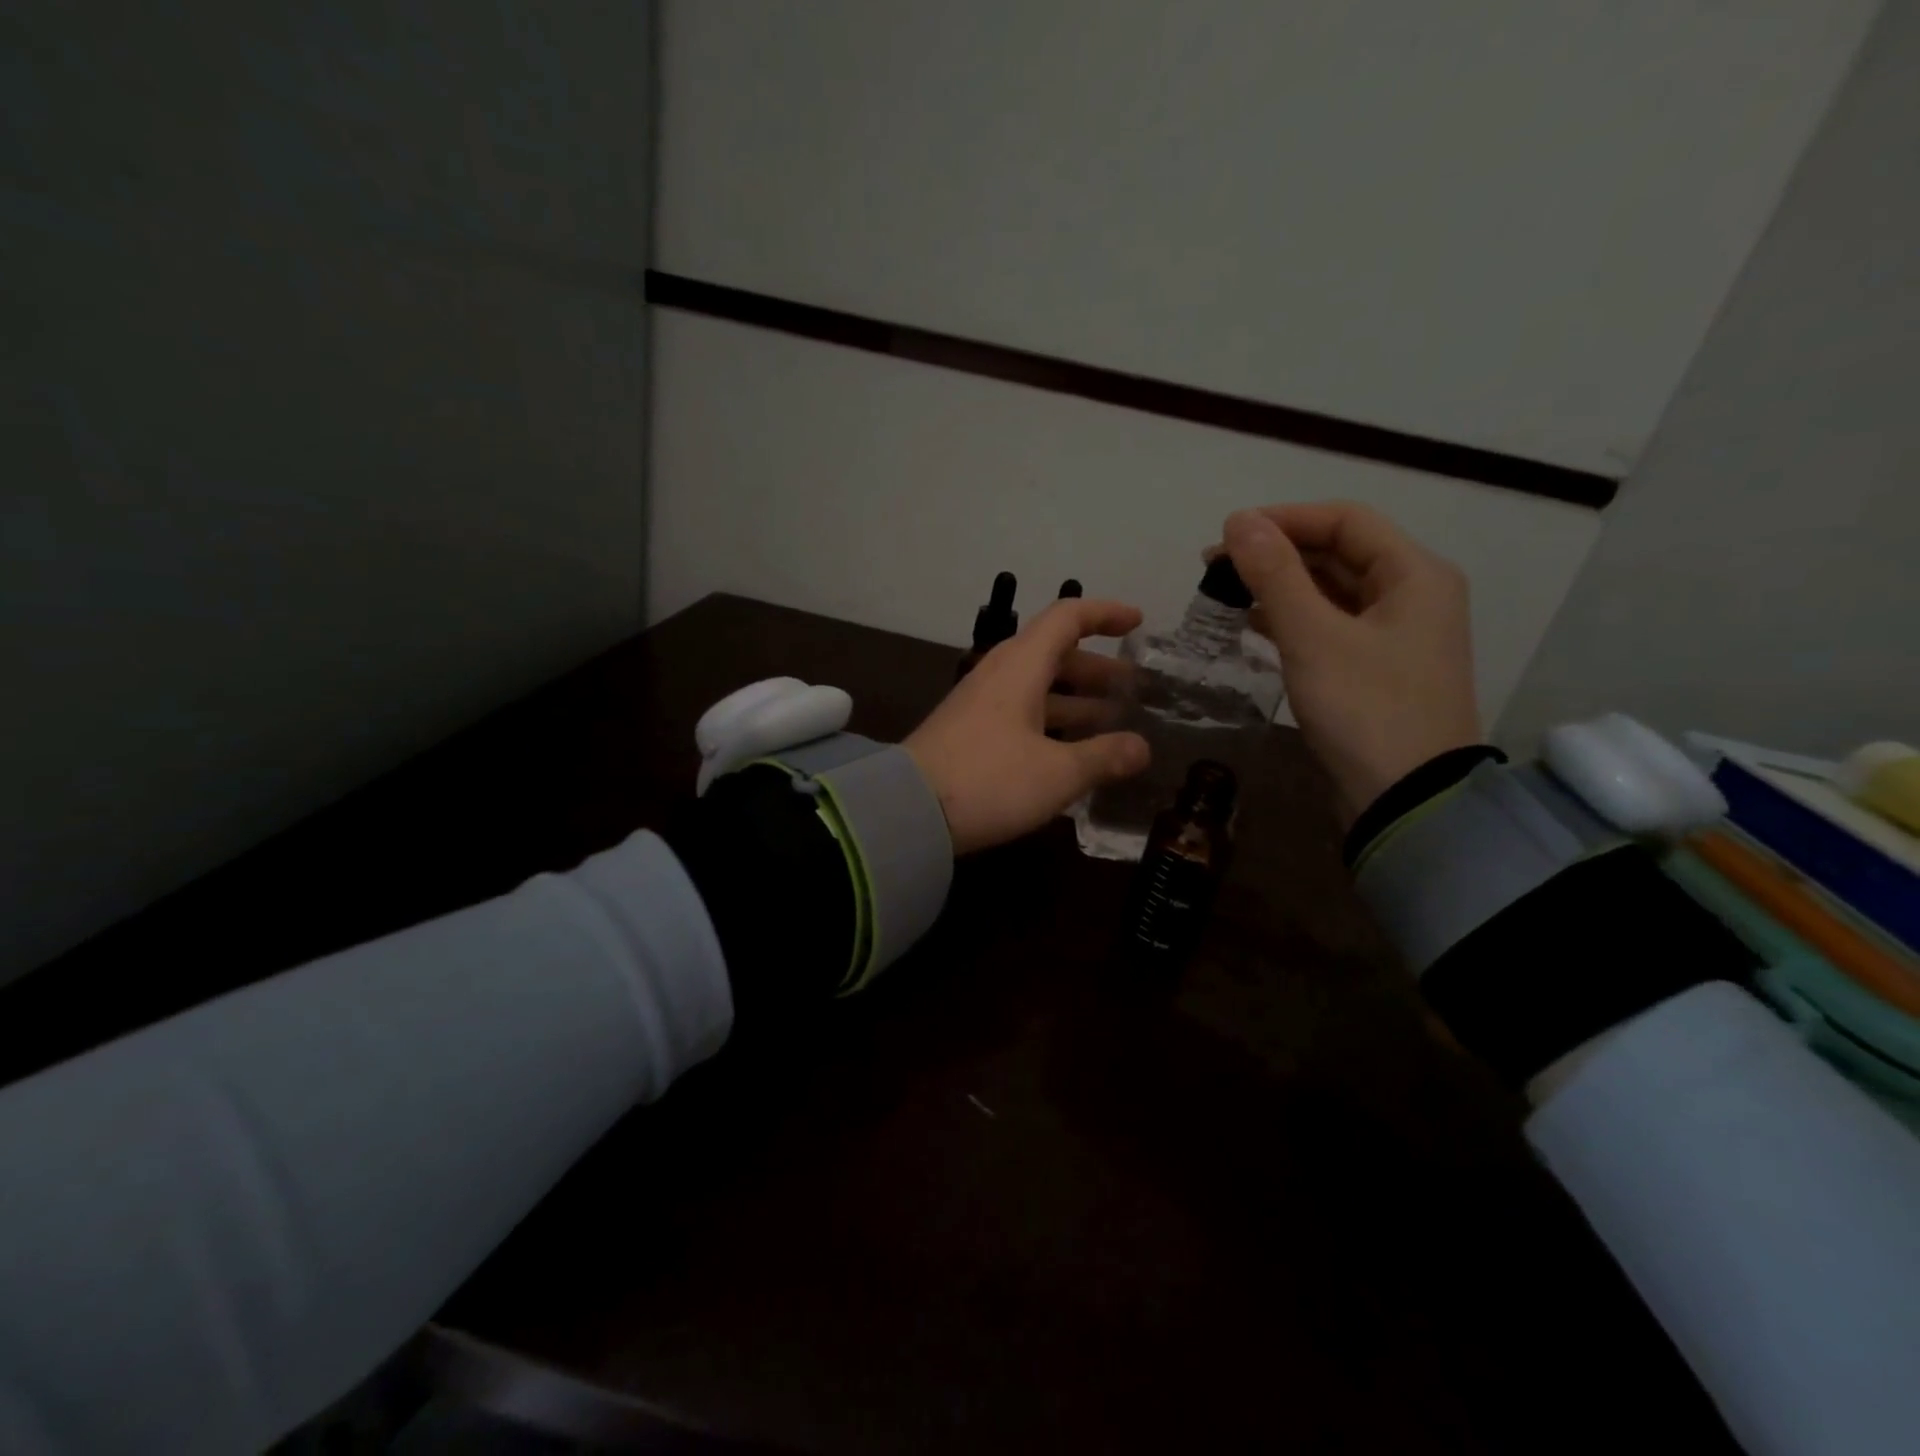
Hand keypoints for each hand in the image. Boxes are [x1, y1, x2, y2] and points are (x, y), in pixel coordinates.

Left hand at [906, 598, 1150, 854]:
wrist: (908, 810)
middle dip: (1098, 668)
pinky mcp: (971, 733)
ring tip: (1114, 720)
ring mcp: (982, 704)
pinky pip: (1022, 713)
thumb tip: (1142, 748)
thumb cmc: (989, 781)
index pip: (1068, 618)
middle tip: (1134, 688)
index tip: (1138, 623)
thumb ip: (1103, 757)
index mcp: (1021, 666)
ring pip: (1038, 688)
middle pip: (1055, 655)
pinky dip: (1053, 722)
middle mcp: (1000, 675)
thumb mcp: (1057, 773)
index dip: (1105, 614)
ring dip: (1076, 699)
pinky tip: (1073, 751)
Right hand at [1220, 502, 1481, 827]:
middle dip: (1278, 554)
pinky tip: (1255, 625)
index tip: (1227, 534)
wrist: (1406, 799)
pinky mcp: (1375, 669)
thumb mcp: (1314, 637)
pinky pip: (1330, 626)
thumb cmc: (1365, 709)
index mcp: (1414, 574)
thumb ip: (1275, 575)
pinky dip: (1293, 619)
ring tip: (1227, 592)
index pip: (1345, 521)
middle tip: (1216, 567)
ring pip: (1332, 592)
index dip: (1284, 519)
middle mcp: (1411, 595)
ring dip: (1281, 586)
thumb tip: (1238, 520)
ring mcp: (1394, 635)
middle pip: (1339, 553)